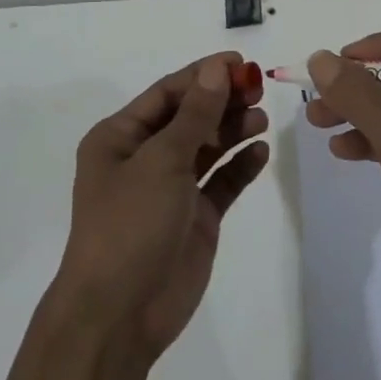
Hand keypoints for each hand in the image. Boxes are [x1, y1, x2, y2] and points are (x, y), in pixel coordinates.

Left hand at [53, 54, 269, 359]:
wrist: (119, 316)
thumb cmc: (129, 224)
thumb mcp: (161, 161)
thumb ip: (195, 114)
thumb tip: (218, 69)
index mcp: (120, 137)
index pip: (167, 93)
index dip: (203, 75)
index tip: (241, 63)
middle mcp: (144, 158)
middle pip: (190, 117)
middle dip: (222, 101)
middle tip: (258, 89)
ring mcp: (171, 190)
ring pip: (207, 147)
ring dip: (233, 129)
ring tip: (261, 118)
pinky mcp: (195, 218)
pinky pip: (221, 182)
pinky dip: (240, 165)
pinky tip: (261, 151)